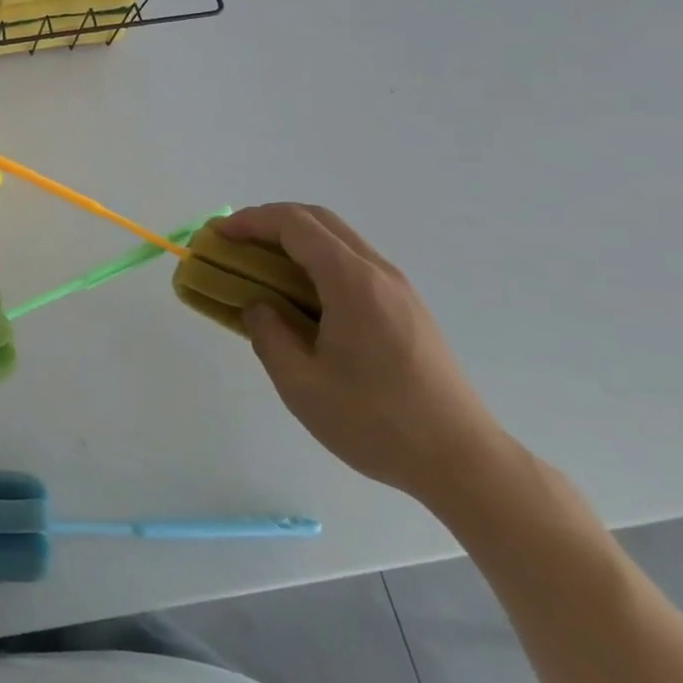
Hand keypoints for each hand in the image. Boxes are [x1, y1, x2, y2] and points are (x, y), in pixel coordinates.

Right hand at [218, 204, 509, 508]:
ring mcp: (399, 289)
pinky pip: (354, 265)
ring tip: (261, 268)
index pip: (294, 224)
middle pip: (319, 220)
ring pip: (339, 240)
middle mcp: (378, 272)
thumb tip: (258, 307)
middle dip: (269, 222)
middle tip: (235, 243)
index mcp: (352, 281)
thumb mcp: (301, 384)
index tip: (218, 235)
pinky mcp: (408, 309)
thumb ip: (268, 335)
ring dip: (295, 241)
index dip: (250, 221)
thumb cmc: (376, 422)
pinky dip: (317, 262)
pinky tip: (301, 298)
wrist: (464, 461)